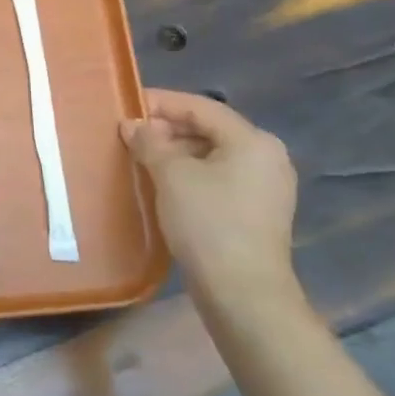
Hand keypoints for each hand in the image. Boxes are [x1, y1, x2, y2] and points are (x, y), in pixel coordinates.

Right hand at [120, 90, 302, 310]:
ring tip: (141, 157)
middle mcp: (267, 157)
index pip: (201, 108)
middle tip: (130, 134)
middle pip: (210, 129)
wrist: (243, 293)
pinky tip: (164, 183)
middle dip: (168, 129)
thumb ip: (150, 142)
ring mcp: (266, 187)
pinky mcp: (257, 212)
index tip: (127, 104)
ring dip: (177, 152)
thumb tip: (132, 125)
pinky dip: (191, 174)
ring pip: (213, 155)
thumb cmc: (208, 222)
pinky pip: (219, 178)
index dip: (162, 102)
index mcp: (253, 141)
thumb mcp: (171, 175)